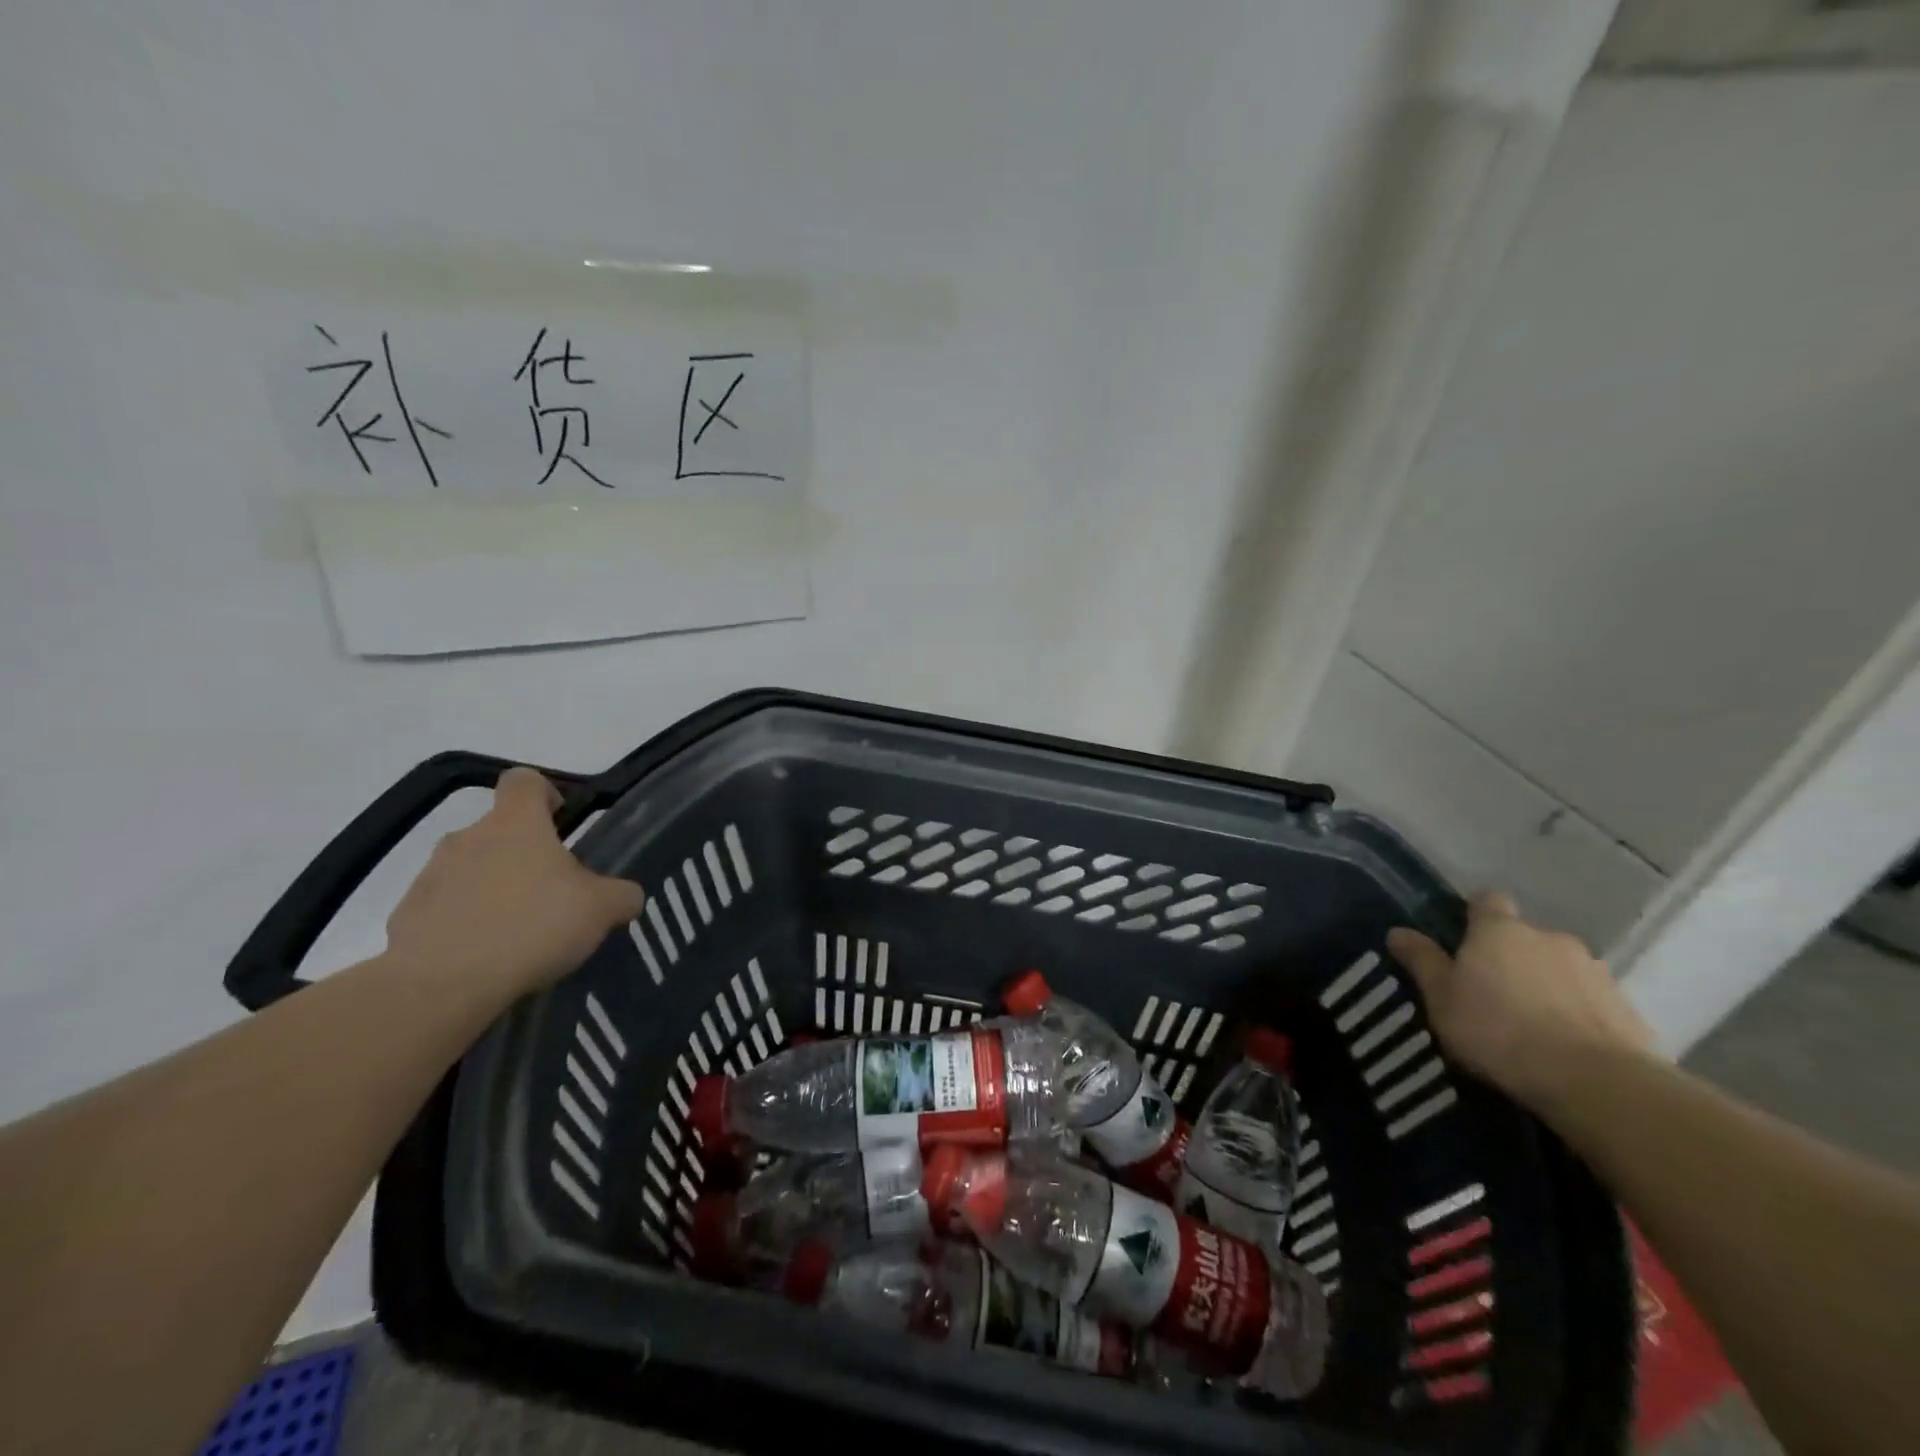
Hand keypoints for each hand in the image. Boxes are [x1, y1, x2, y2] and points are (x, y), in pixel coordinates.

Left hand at [386, 767, 643, 996]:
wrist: (441, 985)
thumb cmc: (531, 926)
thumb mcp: (601, 909)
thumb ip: (621, 895)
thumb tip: (626, 896)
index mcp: (515, 823)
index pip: (524, 781)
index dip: (545, 793)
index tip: (562, 820)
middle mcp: (468, 838)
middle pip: (498, 831)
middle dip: (524, 855)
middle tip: (551, 893)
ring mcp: (430, 876)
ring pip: (470, 870)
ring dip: (493, 890)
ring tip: (518, 933)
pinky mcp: (406, 917)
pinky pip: (444, 909)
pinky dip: (465, 924)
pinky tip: (485, 957)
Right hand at [1386, 891, 1654, 1112]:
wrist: (1596, 1082)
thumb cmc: (1500, 1030)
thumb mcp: (1442, 999)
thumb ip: (1422, 962)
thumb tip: (1397, 931)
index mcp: (1500, 930)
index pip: (1487, 900)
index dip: (1475, 914)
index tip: (1464, 937)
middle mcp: (1549, 938)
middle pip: (1525, 936)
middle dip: (1511, 956)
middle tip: (1492, 991)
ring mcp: (1594, 971)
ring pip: (1560, 968)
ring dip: (1546, 984)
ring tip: (1531, 1023)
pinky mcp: (1627, 1008)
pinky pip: (1590, 1001)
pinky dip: (1576, 1012)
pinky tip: (1565, 1044)